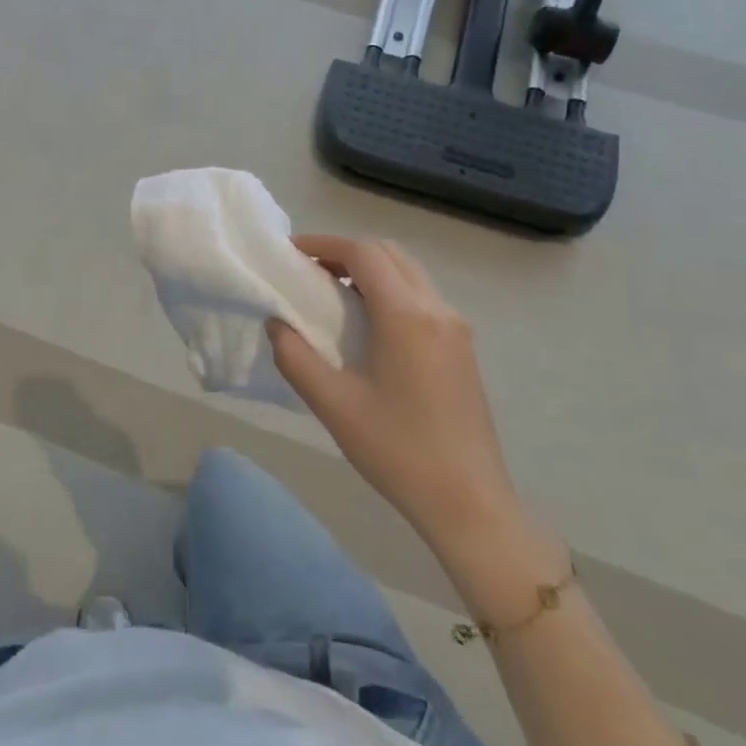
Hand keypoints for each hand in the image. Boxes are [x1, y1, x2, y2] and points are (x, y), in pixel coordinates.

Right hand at [268, 236, 520, 552]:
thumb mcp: (333, 405)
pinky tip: (367, 323)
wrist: (469, 502)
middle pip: (389, 253)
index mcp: (406, 317)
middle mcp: (437, 310)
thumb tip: (276, 323)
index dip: (324, 243)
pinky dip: (389, 289)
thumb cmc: (397, 451)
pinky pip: (421, 296)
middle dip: (346, 252)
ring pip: (409, 272)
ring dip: (369, 269)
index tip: (291, 254)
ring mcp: (456, 328)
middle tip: (308, 271)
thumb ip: (295, 357)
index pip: (364, 253)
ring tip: (331, 294)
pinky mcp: (462, 348)